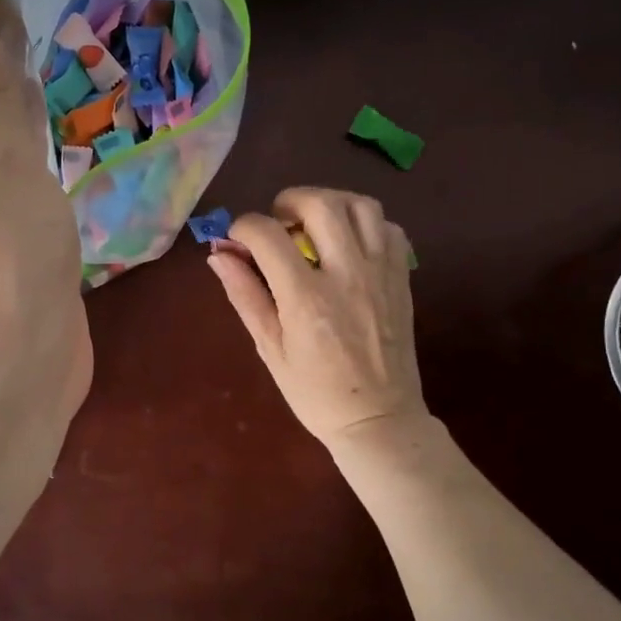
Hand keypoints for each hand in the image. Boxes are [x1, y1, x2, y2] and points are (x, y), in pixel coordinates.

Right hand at [208, 187, 427, 452]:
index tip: (239, 240)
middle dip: (290, 200)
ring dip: (331, 203)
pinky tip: (349, 244)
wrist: (378, 419)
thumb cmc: (315, 392)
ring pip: (361, 205)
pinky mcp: (402, 277)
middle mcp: (347, 274)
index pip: (268, 234)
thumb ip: (245, 295)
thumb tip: (219, 254)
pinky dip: (366, 224)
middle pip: (321, 204)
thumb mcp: (269, 349)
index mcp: (306, 298)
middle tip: (279, 222)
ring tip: (315, 224)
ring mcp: (381, 273)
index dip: (244, 227)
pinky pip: (389, 228)